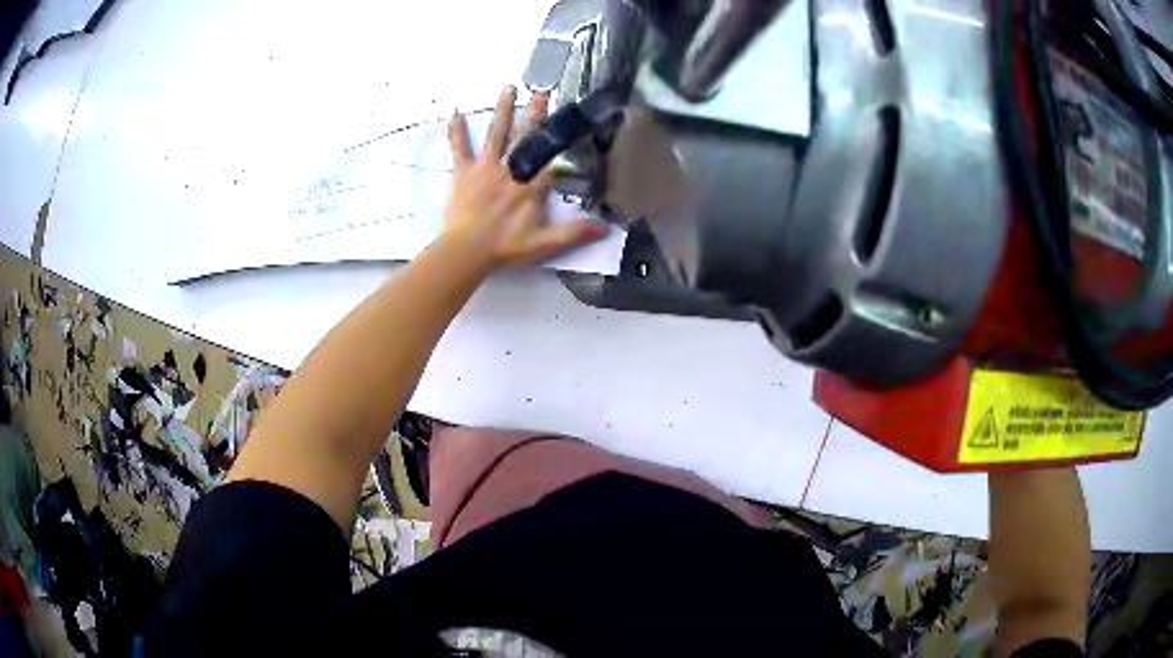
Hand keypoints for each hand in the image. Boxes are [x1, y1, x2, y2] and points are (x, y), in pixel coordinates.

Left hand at [440, 86, 607, 272]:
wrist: (467, 251)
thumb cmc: (505, 247)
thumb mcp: (545, 244)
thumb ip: (574, 233)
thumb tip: (605, 227)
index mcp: (530, 186)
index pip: (551, 159)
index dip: (562, 141)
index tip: (573, 122)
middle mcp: (510, 171)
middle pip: (526, 138)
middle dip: (536, 114)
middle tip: (543, 92)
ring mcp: (485, 169)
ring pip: (497, 134)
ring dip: (503, 111)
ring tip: (508, 89)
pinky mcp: (464, 172)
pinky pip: (460, 147)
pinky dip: (457, 130)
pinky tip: (455, 112)